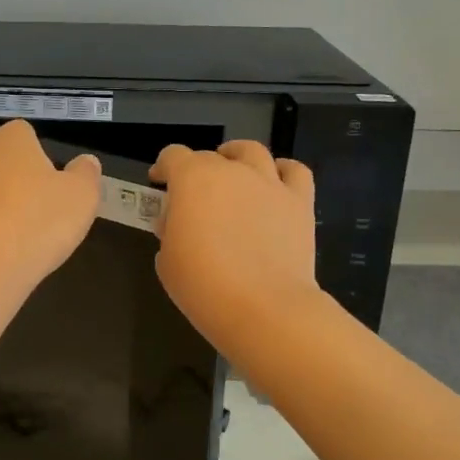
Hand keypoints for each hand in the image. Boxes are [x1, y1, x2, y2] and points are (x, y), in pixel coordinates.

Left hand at [0, 120, 101, 296]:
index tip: (48, 194)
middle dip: (7, 185)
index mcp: (9, 141)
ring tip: (0, 244)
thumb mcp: (82, 200)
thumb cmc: (36, 226)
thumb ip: (86, 175)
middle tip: (27, 221)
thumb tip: (85, 162)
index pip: (25, 137)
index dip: (38, 164)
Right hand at [149, 140, 321, 352]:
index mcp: (193, 179)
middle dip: (197, 170)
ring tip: (234, 173)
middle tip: (194, 197)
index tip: (159, 184)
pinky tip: (274, 184)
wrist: (264, 308)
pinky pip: (294, 171)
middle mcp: (232, 171)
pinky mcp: (299, 202)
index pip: (173, 156)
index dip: (164, 167)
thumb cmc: (204, 286)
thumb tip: (180, 222)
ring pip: (252, 151)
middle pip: (210, 156)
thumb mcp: (167, 260)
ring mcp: (269, 183)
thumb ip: (170, 230)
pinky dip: (282, 171)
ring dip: (238, 157)